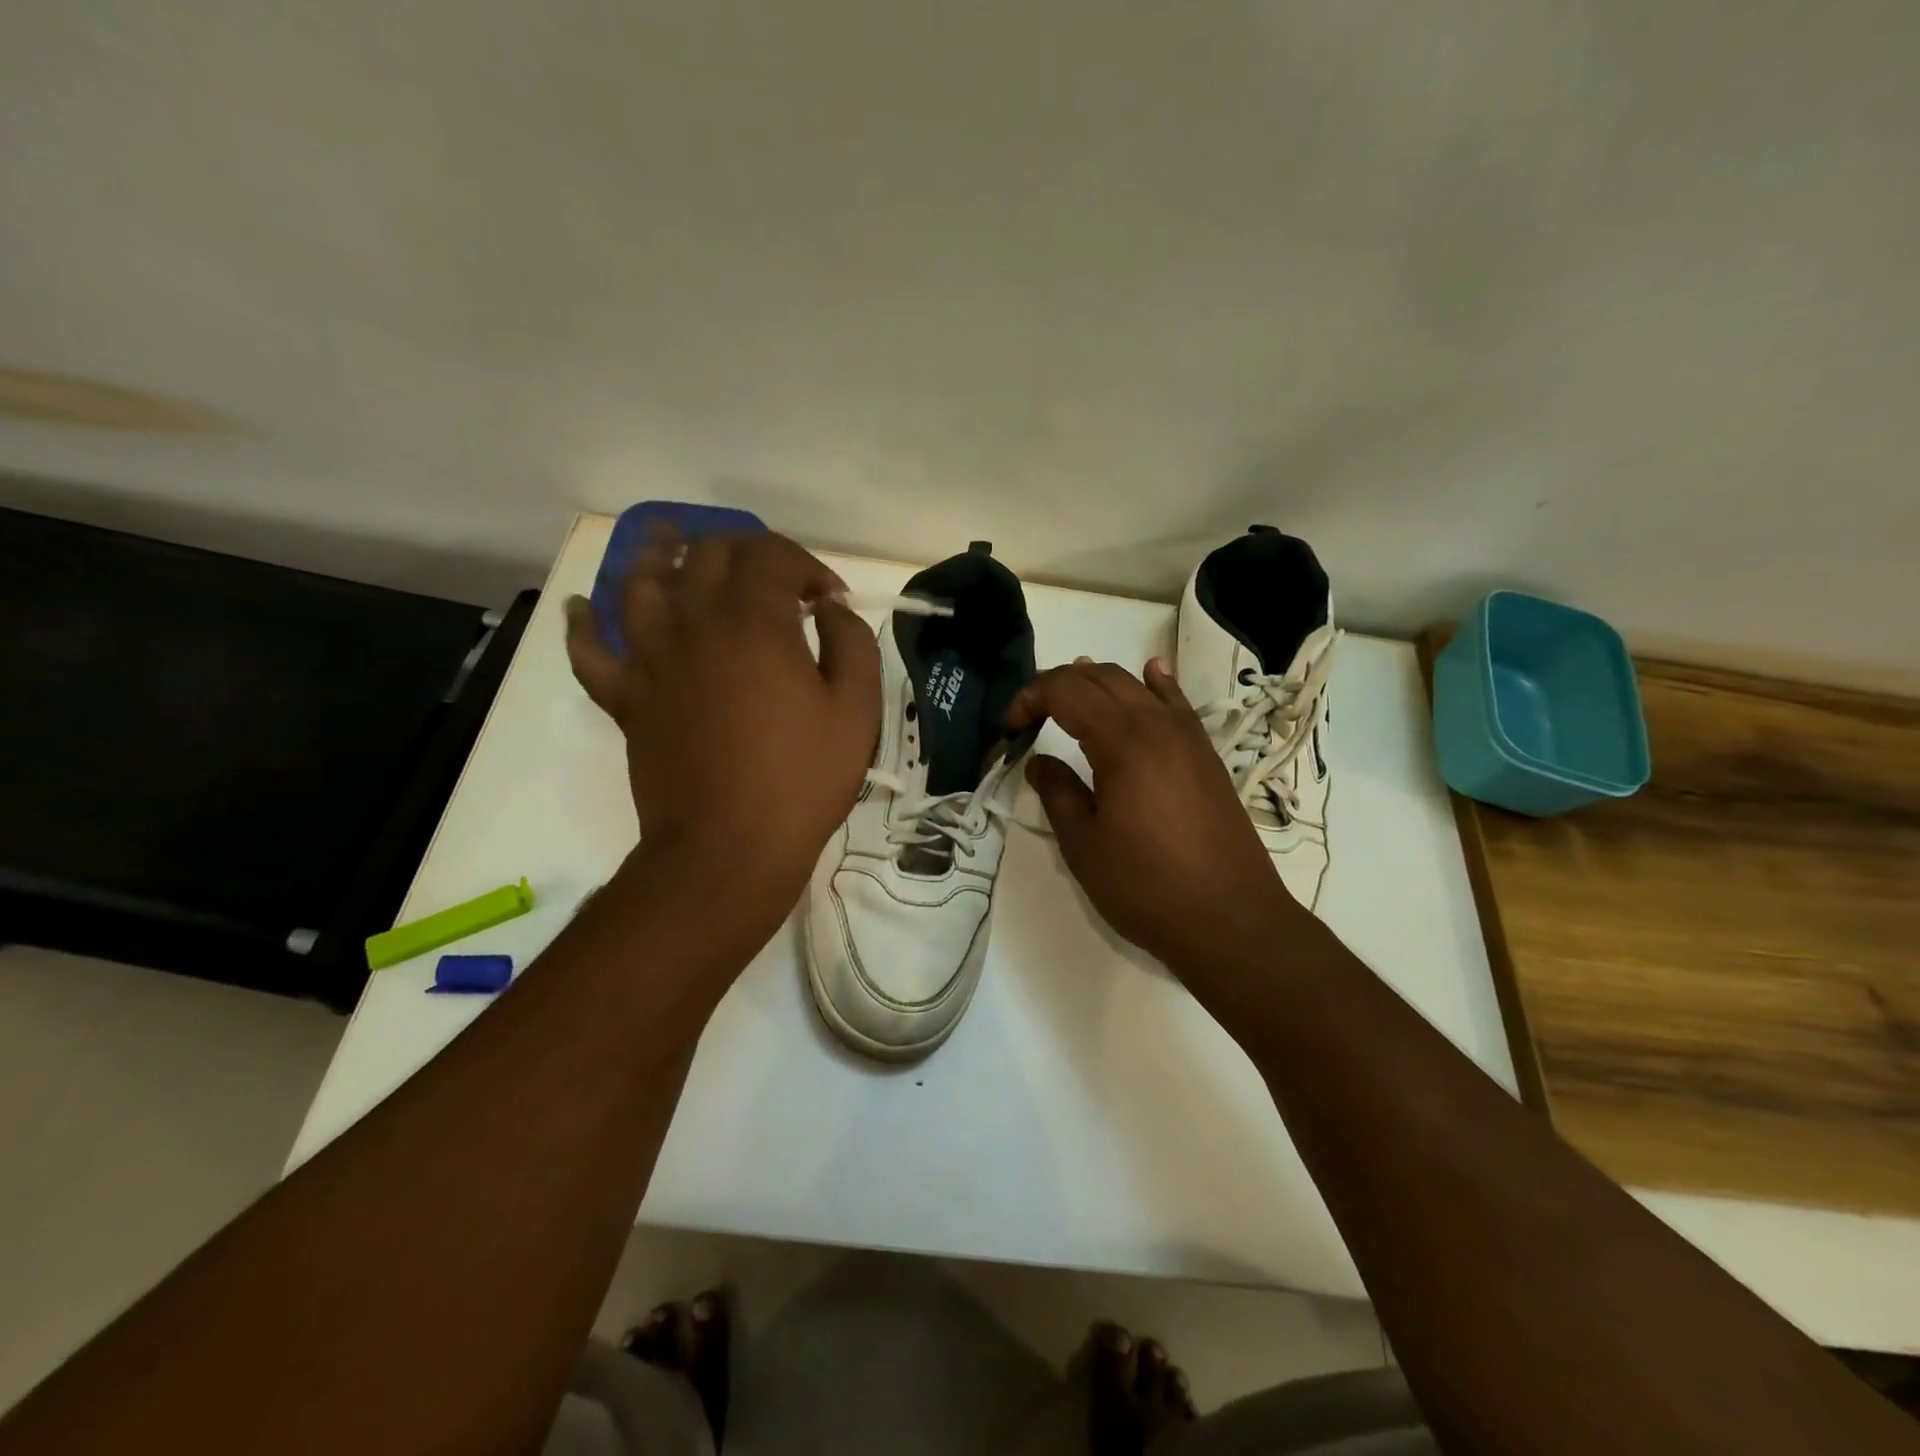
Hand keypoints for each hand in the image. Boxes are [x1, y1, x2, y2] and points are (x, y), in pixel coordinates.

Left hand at [565, 529, 880, 920]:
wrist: (728, 849)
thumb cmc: (801, 779)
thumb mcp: (856, 710)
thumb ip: (852, 644)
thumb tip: (831, 612)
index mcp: (754, 621)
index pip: (774, 557)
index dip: (808, 567)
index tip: (830, 601)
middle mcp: (694, 622)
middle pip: (707, 554)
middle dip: (747, 552)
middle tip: (773, 579)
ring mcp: (650, 658)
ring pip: (640, 582)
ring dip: (657, 554)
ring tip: (670, 542)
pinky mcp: (626, 698)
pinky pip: (589, 650)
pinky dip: (582, 624)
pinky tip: (583, 608)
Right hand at [1006, 657, 1301, 974]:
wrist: (1230, 920)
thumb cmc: (1147, 886)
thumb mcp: (1084, 845)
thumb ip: (1057, 793)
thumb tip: (1039, 762)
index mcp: (1122, 742)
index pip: (1066, 691)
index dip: (1030, 698)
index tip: (1010, 727)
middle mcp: (1157, 725)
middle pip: (1101, 678)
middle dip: (1059, 685)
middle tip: (1030, 715)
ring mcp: (1188, 737)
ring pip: (1138, 686)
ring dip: (1099, 682)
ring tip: (1071, 694)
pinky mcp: (1206, 755)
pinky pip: (1177, 703)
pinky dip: (1155, 684)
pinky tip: (1151, 673)